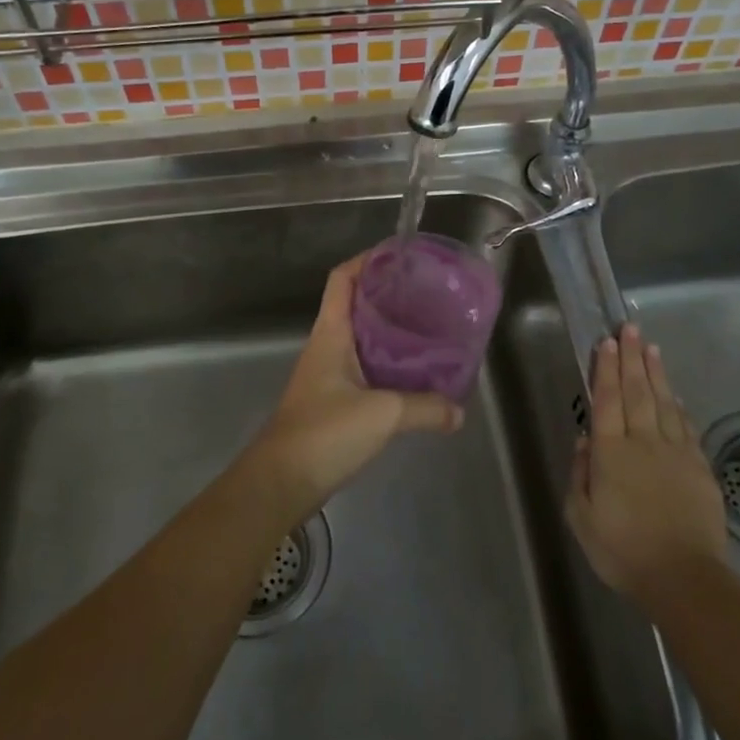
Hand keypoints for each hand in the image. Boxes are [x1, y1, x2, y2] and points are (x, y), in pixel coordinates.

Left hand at [243, 252, 463, 520]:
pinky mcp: (332, 402)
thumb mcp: (383, 414)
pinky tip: (412, 377)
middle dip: (388, 296)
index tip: (401, 257)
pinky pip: (363, 370)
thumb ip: (425, 408)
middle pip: (355, 306)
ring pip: (361, 339)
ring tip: (427, 330)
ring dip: (389, 332)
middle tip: (427, 295)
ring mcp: (327, 375)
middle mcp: (327, 347)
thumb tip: (459, 411)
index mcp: (331, 334)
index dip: (367, 261)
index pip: (343, 279)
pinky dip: (387, 366)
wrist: (281, 483)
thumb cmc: (325, 432)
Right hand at [566, 323, 728, 611]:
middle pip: (637, 391)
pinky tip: (676, 395)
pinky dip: (679, 406)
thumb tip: (585, 440)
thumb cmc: (623, 550)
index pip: (607, 399)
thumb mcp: (581, 518)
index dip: (605, 368)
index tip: (607, 341)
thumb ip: (580, 475)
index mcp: (610, 452)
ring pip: (664, 402)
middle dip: (632, 357)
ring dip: (656, 373)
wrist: (684, 578)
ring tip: (651, 348)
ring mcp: (675, 452)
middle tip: (630, 328)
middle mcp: (643, 442)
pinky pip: (687, 427)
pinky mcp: (699, 467)